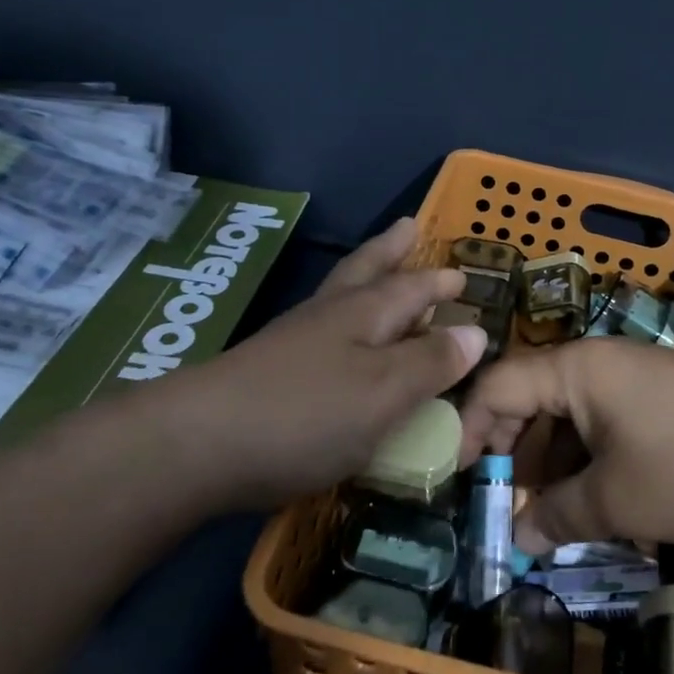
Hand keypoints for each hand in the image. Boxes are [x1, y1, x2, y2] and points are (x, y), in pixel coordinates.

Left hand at [137, 219, 486, 510]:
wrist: (198, 445)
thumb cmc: (306, 414)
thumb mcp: (384, 391)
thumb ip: (431, 363)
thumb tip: (476, 332)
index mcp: (363, 315)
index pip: (410, 287)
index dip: (438, 282)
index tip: (462, 274)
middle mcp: (327, 317)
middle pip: (365, 272)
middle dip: (391, 252)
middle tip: (408, 228)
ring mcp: (291, 342)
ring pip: (337, 297)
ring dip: (363, 278)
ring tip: (376, 272)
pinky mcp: (267, 372)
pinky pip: (319, 332)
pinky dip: (339, 322)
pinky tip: (336, 342)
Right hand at [459, 338, 673, 553]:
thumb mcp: (618, 501)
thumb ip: (557, 516)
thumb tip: (519, 537)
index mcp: (577, 368)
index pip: (497, 384)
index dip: (469, 430)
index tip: (458, 482)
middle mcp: (600, 363)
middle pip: (531, 399)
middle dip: (512, 455)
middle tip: (506, 509)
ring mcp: (634, 381)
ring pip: (569, 418)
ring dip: (552, 466)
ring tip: (551, 519)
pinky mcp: (661, 402)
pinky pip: (605, 426)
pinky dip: (589, 462)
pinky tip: (596, 505)